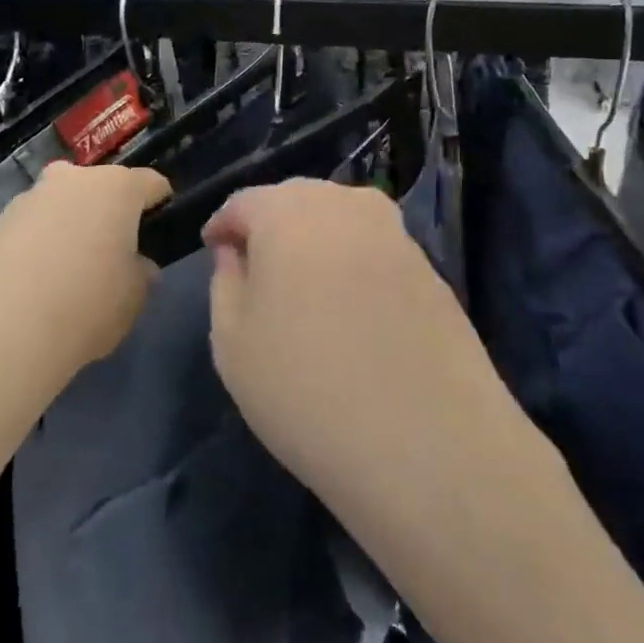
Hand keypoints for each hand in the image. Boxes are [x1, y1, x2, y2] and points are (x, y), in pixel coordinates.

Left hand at [0, 161, 171, 381]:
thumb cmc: (86, 306)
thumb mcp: (134, 298)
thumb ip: (141, 274)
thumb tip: (138, 267)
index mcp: (115, 189)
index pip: (150, 183)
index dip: (160, 203)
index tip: (160, 227)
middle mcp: (69, 181)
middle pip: (97, 188)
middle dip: (106, 212)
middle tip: (110, 251)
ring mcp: (24, 200)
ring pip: (56, 207)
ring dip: (65, 228)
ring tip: (64, 275)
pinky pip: (23, 233)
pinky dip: (31, 250)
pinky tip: (28, 289)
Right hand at [204, 180, 500, 493]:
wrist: (427, 443)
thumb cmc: (306, 390)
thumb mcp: (232, 343)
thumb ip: (225, 283)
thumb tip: (235, 253)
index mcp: (289, 213)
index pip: (244, 202)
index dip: (224, 225)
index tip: (213, 250)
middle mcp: (345, 206)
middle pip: (296, 199)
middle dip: (269, 224)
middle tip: (255, 267)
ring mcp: (395, 235)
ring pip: (340, 217)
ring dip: (314, 238)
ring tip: (302, 285)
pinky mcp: (430, 268)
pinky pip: (374, 247)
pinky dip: (352, 261)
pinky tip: (349, 306)